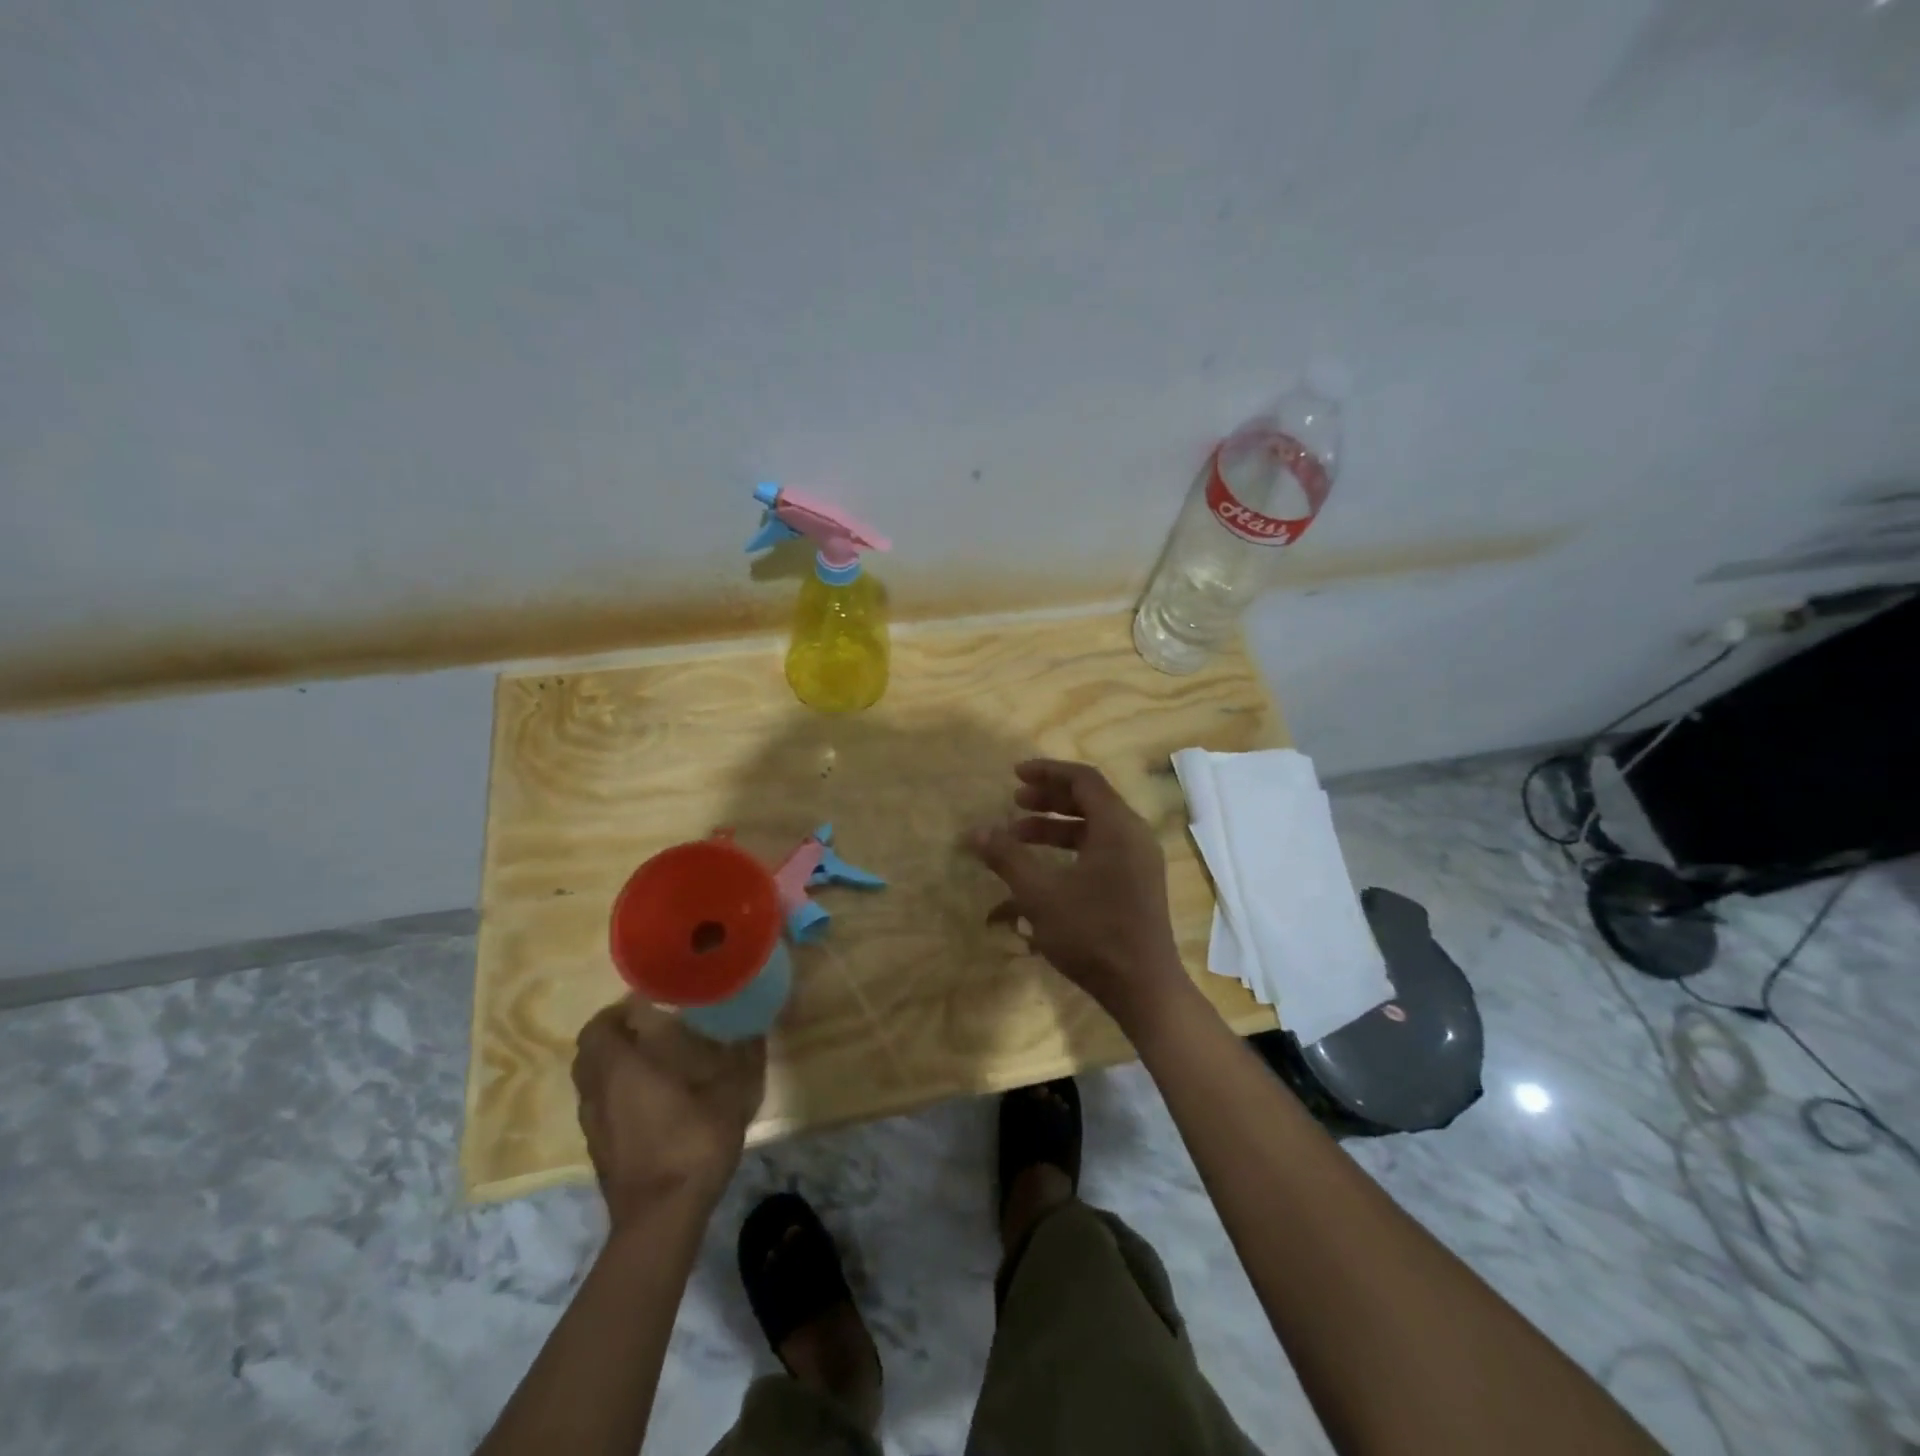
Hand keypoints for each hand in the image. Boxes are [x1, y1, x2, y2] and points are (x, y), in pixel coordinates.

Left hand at [572, 998, 766, 1229]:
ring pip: (592, 1084)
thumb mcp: (730, 1094)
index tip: (648, 1005)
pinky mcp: (599, 1153)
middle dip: (613, 1037)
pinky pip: (600, 1109)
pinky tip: (650, 1103)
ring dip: (611, 1068)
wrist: (662, 1220)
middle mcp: (597, 1093)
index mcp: (620, 1069)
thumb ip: (742, 1056)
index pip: (598, 1027)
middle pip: (589, 1054)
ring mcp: (593, 1127)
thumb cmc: (691, 1144)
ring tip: (650, 1063)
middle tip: (649, 1029)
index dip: (616, 1012)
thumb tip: (755, 1027)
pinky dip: (615, 1097)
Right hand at [965, 759, 1188, 1023]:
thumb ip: (1007, 857)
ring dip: (1056, 826)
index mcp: (1117, 827)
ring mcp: (1139, 861)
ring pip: (1095, 828)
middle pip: (1090, 800)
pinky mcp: (1138, 884)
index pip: (1083, 779)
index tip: (1015, 775)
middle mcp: (1134, 836)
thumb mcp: (1040, 894)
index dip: (1047, 772)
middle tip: (1014, 803)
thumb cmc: (1092, 934)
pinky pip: (1102, 849)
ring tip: (1018, 836)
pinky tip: (1043, 869)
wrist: (1143, 988)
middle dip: (1049, 798)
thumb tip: (975, 832)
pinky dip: (1071, 849)